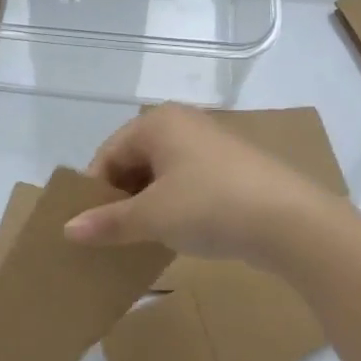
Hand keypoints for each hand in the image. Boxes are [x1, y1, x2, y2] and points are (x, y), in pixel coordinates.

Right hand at [66, 104, 352, 269]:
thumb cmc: (211, 206)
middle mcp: (182, 124)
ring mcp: (210, 144)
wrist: (293, 222)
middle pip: (134, 160)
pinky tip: (177, 234)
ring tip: (143, 238)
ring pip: (162, 174)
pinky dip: (175, 205)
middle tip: (114, 234)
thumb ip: (108, 222)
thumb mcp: (152, 217)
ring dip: (148, 204)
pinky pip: (188, 182)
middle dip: (121, 197)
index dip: (95, 190)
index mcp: (157, 122)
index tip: (89, 226)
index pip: (109, 153)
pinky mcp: (233, 168)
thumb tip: (67, 229)